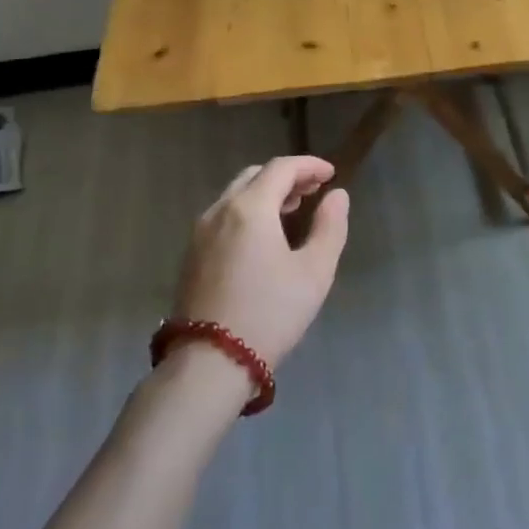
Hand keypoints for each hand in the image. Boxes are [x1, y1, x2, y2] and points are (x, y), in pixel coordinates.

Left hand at [176, 157, 349, 367]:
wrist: (210, 362)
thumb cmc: (270, 313)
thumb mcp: (315, 271)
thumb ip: (330, 227)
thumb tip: (337, 196)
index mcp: (250, 208)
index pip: (281, 168)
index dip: (309, 165)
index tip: (331, 175)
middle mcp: (219, 211)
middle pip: (255, 176)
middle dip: (286, 177)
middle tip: (313, 191)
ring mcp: (200, 232)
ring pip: (235, 195)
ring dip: (265, 193)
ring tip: (292, 211)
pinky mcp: (191, 254)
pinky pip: (223, 216)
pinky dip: (247, 211)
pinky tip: (263, 236)